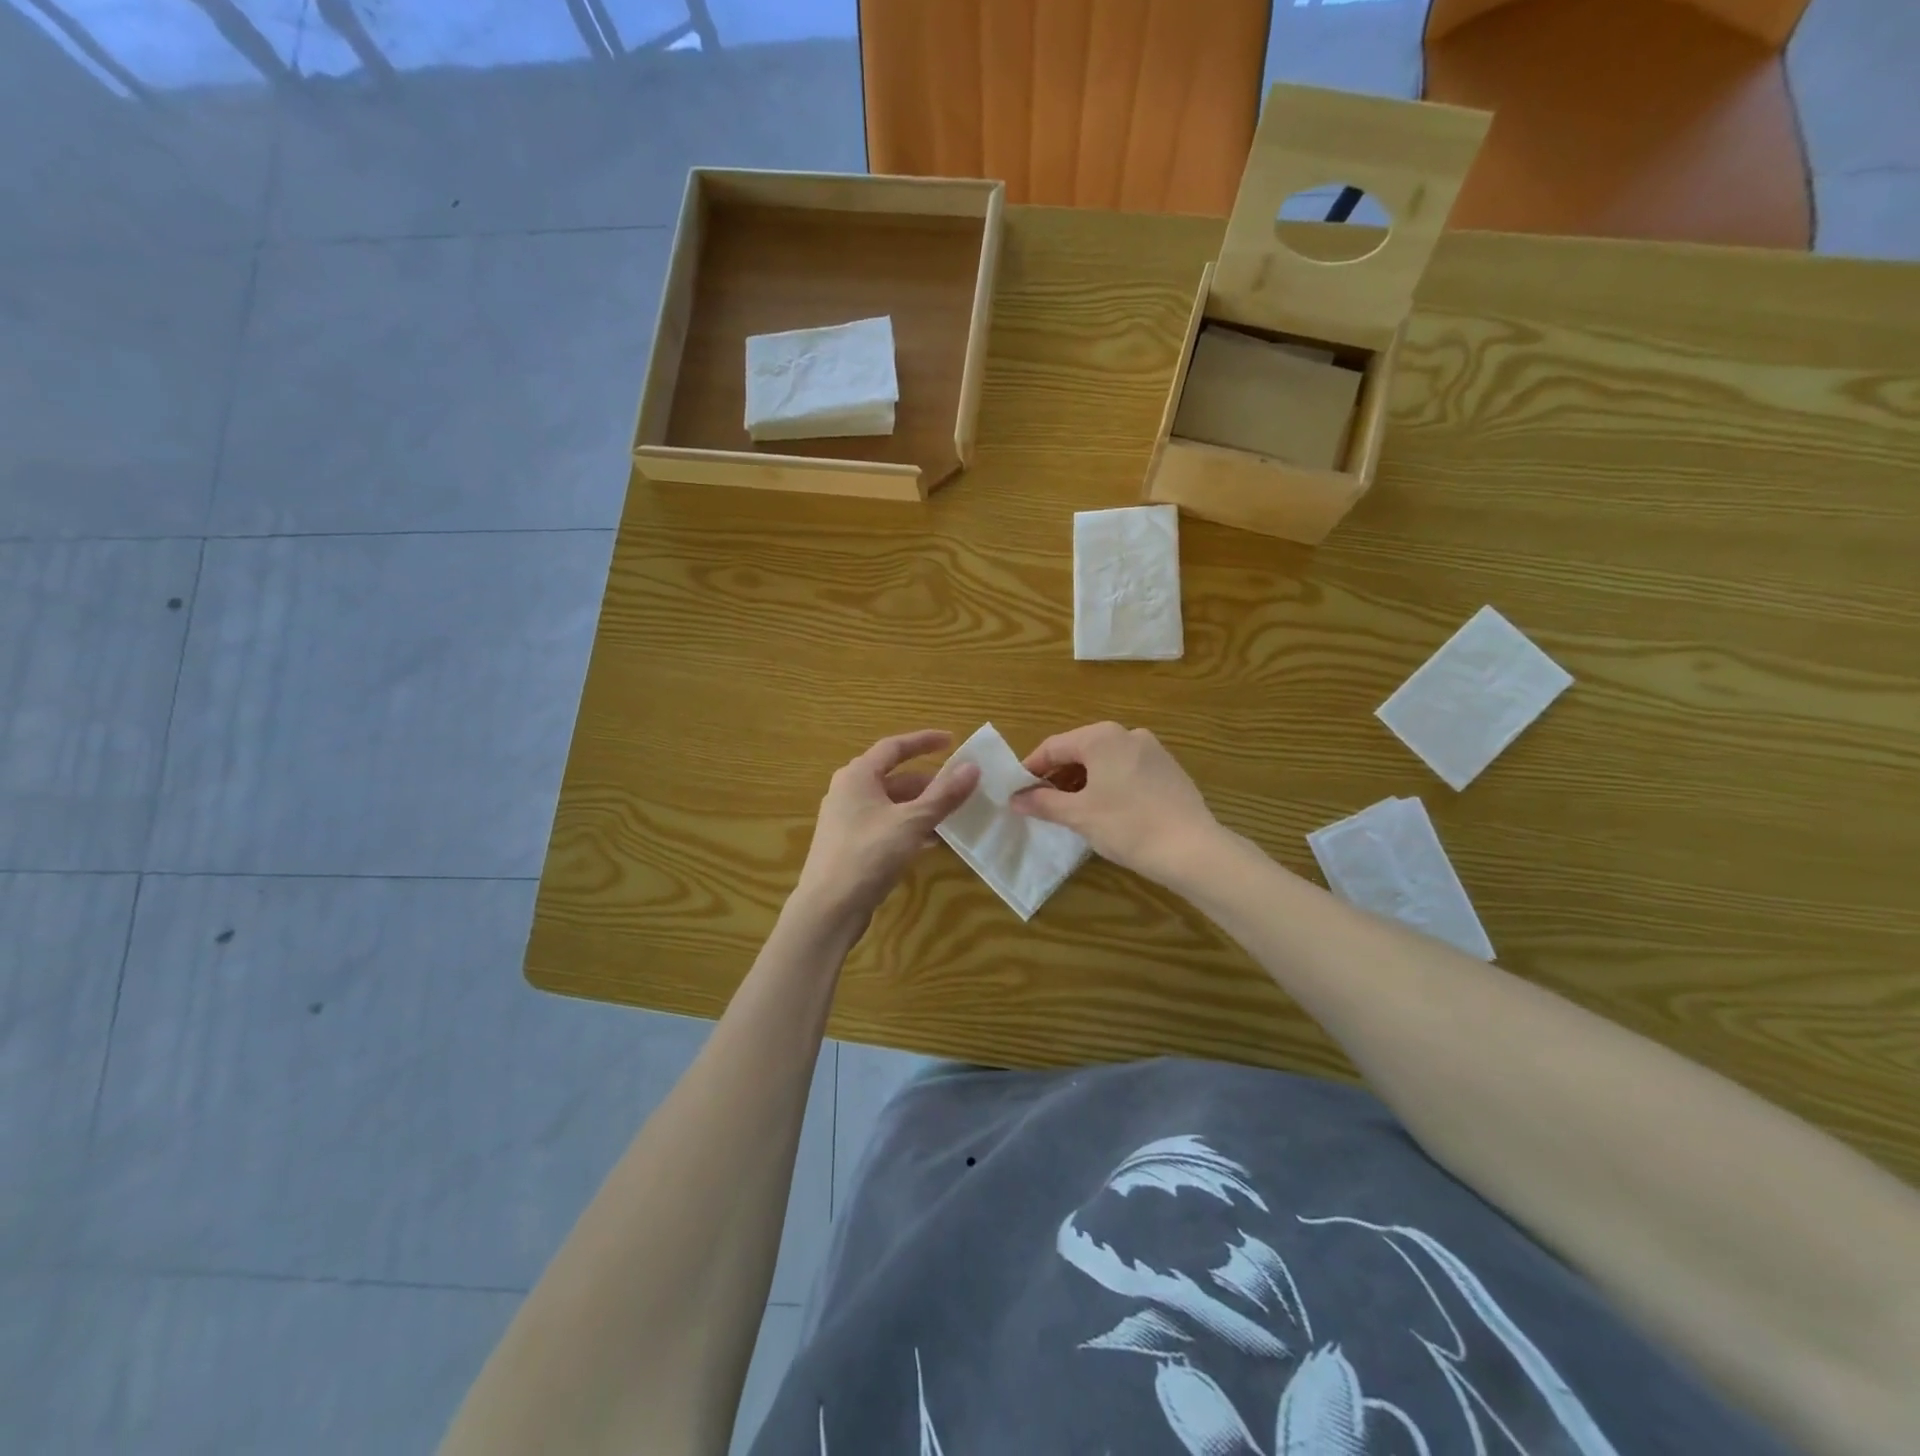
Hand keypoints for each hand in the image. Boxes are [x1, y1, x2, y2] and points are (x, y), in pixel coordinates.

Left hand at [792, 730, 980, 927]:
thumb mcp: (911, 823)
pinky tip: (931, 841)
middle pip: (894, 777)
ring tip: (952, 815)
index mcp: (857, 776)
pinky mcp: (850, 845)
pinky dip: (909, 827)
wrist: (828, 909)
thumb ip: (943, 795)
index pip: (894, 747)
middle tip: (959, 787)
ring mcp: (847, 820)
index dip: (923, 741)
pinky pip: (886, 825)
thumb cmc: (868, 855)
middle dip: (928, 782)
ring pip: (891, 804)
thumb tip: (972, 767)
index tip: (951, 741)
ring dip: (921, 807)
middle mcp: (848, 792)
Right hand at [1012, 722, 1221, 886]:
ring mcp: (1152, 750)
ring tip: (1071, 810)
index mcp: (1101, 737)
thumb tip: (1015, 799)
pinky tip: (1106, 812)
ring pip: (1104, 761)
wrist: (1193, 849)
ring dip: (1082, 782)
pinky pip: (1126, 770)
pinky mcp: (1168, 770)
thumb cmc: (1127, 826)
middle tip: (1042, 804)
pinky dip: (1108, 785)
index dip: (1031, 768)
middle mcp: (1127, 734)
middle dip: (1057, 776)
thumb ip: (1042, 802)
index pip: (1053, 746)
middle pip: (1079, 750)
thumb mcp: (1078, 815)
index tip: (1017, 791)